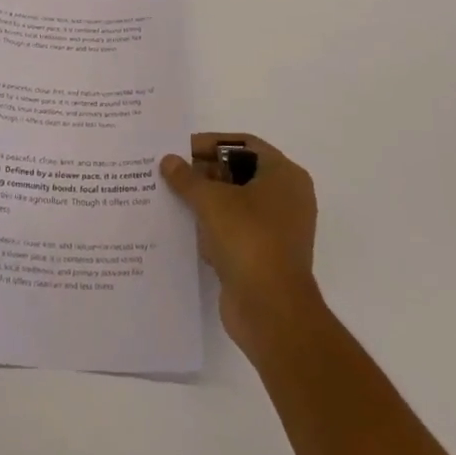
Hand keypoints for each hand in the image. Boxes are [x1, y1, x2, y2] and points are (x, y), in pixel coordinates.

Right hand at [161, 132, 319, 350]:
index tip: (180, 148)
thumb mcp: (211, 200)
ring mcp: (278, 230)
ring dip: (206, 202)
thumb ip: (187, 178)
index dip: (211, 143)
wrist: (271, 310)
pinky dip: (213, 228)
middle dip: (205, 173)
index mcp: (284, 175)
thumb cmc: (248, 239)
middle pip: (240, 173)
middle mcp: (287, 198)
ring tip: (170, 197)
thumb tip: (168, 160)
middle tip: (171, 173)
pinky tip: (184, 229)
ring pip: (235, 204)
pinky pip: (235, 232)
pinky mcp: (265, 257)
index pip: (244, 145)